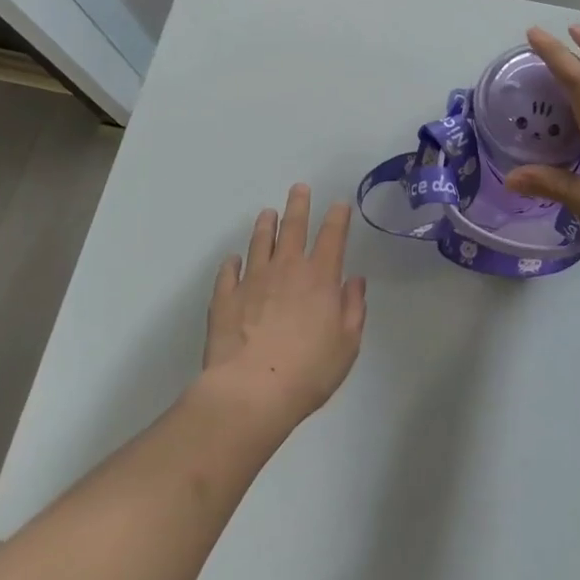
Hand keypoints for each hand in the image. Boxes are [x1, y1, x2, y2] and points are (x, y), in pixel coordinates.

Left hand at [200, 184, 366, 436]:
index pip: (332, 236)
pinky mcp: (225, 297)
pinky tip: (233, 260)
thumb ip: (353, 308)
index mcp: (320, 277)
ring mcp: (252, 279)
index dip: (337, 217)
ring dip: (265, 226)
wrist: (250, 392)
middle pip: (293, 227)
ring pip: (260, 242)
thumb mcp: (347, 344)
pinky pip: (228, 271)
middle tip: (298, 188)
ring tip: (267, 213)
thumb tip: (354, 281)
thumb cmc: (308, 372)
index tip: (339, 203)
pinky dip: (232, 263)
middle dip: (298, 204)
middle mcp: (286, 268)